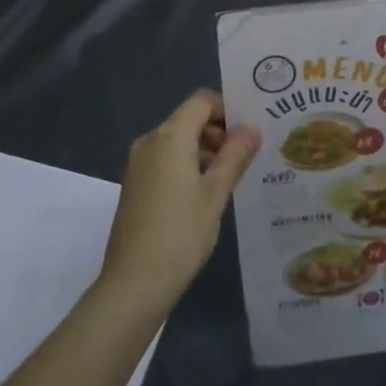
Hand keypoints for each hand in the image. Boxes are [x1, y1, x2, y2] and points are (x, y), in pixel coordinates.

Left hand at [100, 89, 257, 312]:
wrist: (133, 284)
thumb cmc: (180, 233)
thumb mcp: (216, 194)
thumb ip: (235, 156)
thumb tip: (252, 129)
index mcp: (169, 136)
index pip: (201, 101)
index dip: (228, 109)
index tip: (250, 133)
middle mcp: (150, 141)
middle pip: (189, 120)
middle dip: (219, 133)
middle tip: (247, 159)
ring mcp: (139, 164)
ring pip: (178, 142)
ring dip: (205, 152)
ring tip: (232, 180)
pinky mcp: (135, 185)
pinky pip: (166, 161)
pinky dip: (188, 167)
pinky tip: (206, 196)